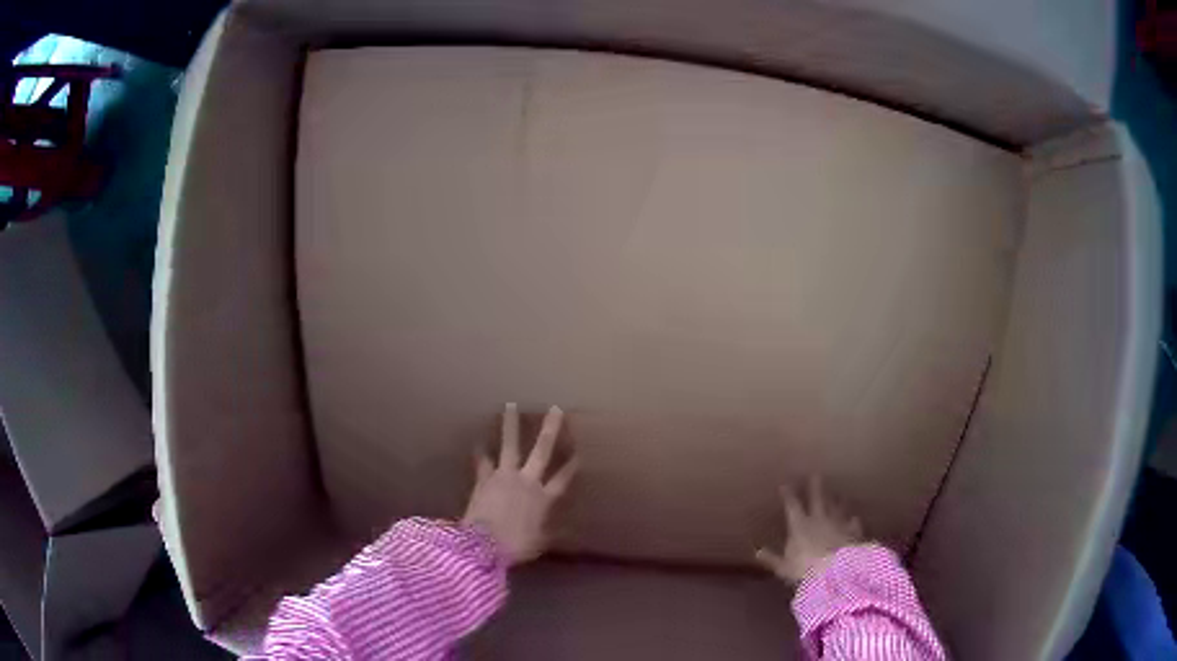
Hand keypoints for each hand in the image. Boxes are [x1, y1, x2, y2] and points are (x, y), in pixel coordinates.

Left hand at [462, 403, 578, 565]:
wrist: (484, 544)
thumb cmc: (516, 546)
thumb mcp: (540, 543)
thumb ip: (552, 533)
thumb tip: (571, 533)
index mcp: (544, 499)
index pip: (563, 479)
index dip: (572, 465)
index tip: (581, 451)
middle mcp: (527, 481)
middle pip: (541, 450)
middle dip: (550, 430)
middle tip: (555, 409)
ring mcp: (504, 476)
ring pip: (510, 445)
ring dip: (511, 425)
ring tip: (511, 405)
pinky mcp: (484, 478)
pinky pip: (483, 460)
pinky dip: (481, 450)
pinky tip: (479, 439)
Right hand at [755, 477, 863, 584]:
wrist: (837, 569)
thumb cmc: (805, 569)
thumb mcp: (783, 566)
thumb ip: (772, 558)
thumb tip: (757, 551)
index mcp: (800, 525)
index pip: (793, 505)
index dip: (788, 494)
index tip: (785, 484)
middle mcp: (819, 518)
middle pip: (817, 498)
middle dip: (815, 486)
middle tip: (816, 473)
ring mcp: (838, 523)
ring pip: (837, 506)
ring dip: (836, 498)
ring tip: (837, 491)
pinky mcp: (852, 530)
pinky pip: (852, 521)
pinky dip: (852, 518)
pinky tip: (854, 517)